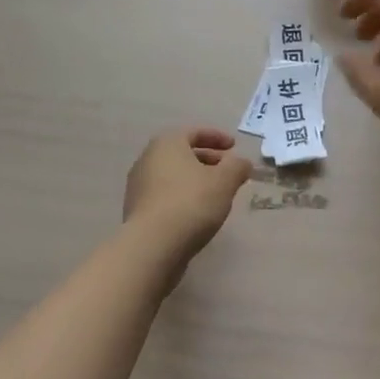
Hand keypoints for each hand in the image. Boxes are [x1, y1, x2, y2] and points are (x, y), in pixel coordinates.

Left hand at [123, 127, 252, 263]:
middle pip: (183, 153)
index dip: (217, 137)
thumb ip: (237, 167)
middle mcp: (148, 158)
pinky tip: (198, 212)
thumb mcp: (225, 181)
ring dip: (195, 179)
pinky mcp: (137, 210)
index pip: (194, 132)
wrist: (152, 246)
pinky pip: (165, 195)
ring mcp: (139, 186)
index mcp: (167, 143)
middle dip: (208, 159)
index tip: (234, 147)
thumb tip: (242, 163)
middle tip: (228, 170)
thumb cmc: (191, 202)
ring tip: (216, 193)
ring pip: (174, 175)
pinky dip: (183, 196)